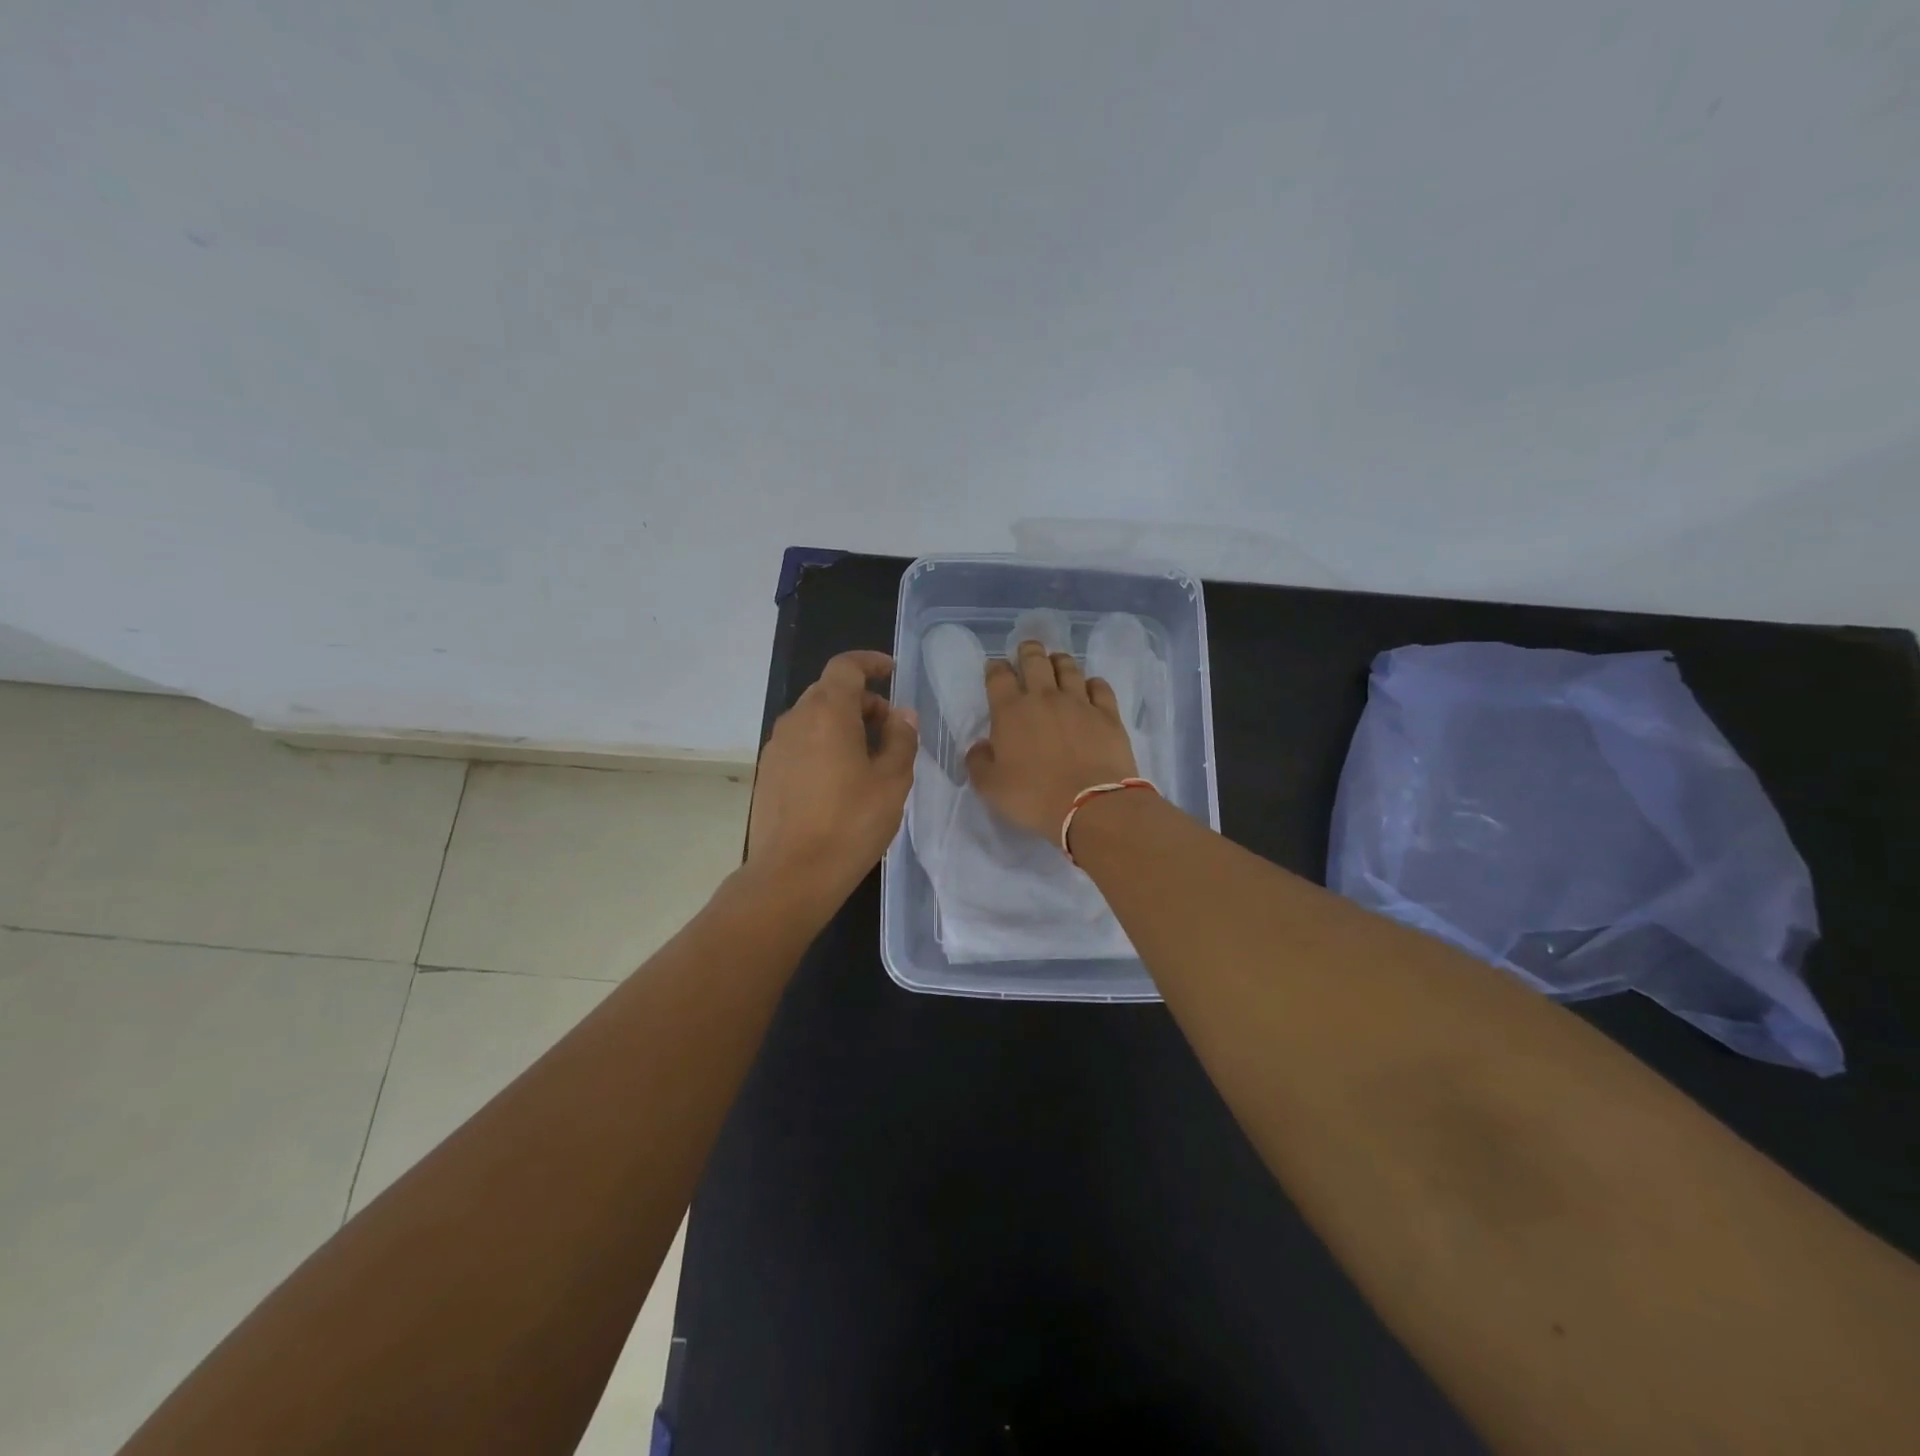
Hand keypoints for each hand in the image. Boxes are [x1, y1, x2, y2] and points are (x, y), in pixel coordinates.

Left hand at [747, 650, 918, 902]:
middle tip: (889, 729)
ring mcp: (776, 746)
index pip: (846, 666)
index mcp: (828, 712)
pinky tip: (840, 780)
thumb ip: (901, 739)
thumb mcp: (892, 781)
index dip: (870, 663)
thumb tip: (901, 715)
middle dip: (862, 700)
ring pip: (813, 718)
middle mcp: (796, 720)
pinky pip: (800, 742)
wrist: (792, 874)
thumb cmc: (851, 823)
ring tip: (868, 758)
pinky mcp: (767, 772)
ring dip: (842, 724)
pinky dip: (823, 744)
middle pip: (829, 691)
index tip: (891, 673)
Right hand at [965, 640, 1138, 843]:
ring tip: (1056, 661)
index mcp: (1011, 712)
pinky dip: (1092, 683)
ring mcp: (1079, 702)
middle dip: (1028, 651)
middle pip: (1035, 660)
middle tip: (1026, 650)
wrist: (1091, 806)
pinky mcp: (1108, 714)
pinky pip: (1100, 687)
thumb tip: (980, 746)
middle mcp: (1044, 698)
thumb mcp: (990, 788)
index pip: (998, 677)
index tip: (995, 667)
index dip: (995, 668)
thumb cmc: (1034, 798)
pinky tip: (1090, 686)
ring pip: (1068, 667)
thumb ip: (979, 762)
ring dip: (1059, 660)